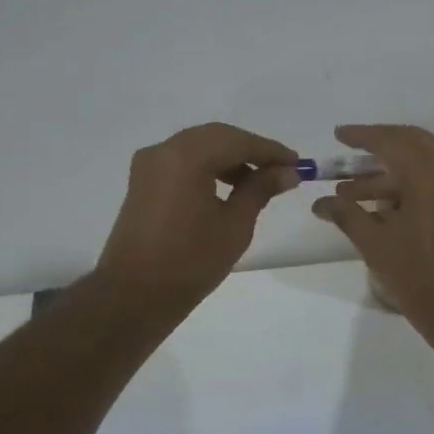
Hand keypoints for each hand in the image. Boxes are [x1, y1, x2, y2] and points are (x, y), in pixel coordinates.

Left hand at [95, 123, 299, 311]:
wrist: (134, 295)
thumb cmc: (190, 262)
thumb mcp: (234, 225)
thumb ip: (260, 189)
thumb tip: (287, 172)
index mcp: (186, 157)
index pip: (237, 141)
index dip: (270, 151)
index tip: (298, 163)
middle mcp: (164, 150)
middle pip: (216, 137)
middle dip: (250, 150)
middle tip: (281, 170)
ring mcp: (149, 164)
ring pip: (198, 146)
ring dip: (229, 158)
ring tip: (257, 183)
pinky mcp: (143, 181)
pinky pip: (182, 161)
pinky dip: (207, 167)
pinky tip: (228, 187)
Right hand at [310, 124, 433, 334]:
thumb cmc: (419, 276)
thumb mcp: (375, 244)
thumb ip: (346, 214)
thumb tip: (320, 203)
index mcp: (430, 176)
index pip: (392, 141)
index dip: (362, 136)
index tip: (338, 135)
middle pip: (412, 142)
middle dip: (378, 145)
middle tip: (349, 153)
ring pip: (425, 162)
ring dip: (390, 170)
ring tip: (351, 191)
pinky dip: (410, 182)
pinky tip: (381, 202)